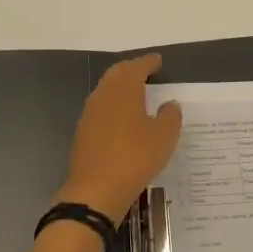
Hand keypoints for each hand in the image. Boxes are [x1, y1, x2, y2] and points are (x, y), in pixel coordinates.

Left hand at [55, 54, 183, 225]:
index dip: (149, 62)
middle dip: (132, 70)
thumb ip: (170, 116)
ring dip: (120, 88)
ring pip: (106, 90)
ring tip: (136, 94)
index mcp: (124, 89)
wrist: (95, 190)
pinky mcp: (83, 132)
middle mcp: (104, 94)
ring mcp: (89, 113)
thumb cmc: (135, 157)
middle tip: (146, 72)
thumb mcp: (164, 137)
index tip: (158, 61)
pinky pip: (100, 109)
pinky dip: (113, 106)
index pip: (137, 66)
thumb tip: (169, 104)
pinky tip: (122, 119)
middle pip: (117, 74)